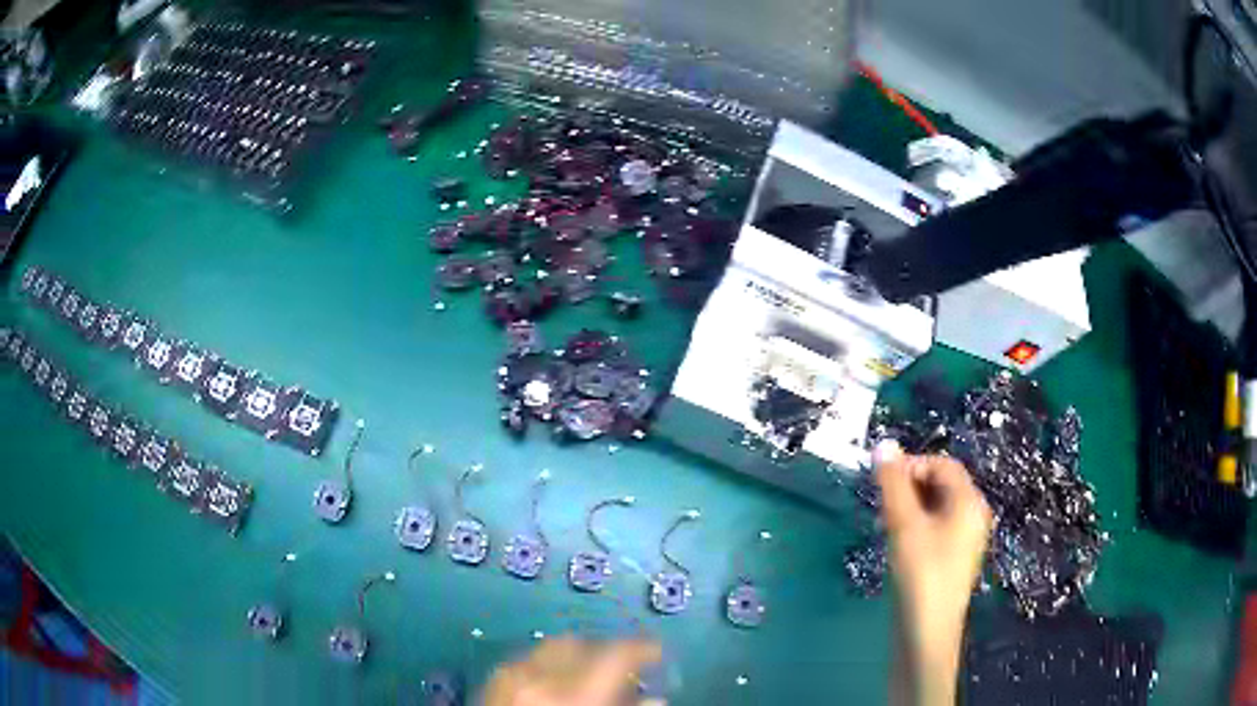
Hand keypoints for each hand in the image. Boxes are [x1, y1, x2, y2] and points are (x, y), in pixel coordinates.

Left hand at [483, 637, 662, 705]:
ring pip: (549, 649)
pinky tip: (551, 689)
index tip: (656, 653)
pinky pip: (525, 662)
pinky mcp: (490, 683)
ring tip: (586, 680)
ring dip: (573, 658)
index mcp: (574, 695)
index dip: (641, 649)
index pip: (615, 656)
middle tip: (620, 673)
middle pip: (579, 644)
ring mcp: (509, 677)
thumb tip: (655, 700)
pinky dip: (545, 667)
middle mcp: (539, 677)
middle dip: (602, 653)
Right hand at [875, 441, 992, 705]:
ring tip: (885, 524)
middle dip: (909, 486)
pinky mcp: (953, 557)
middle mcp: (972, 515)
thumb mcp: (904, 525)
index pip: (942, 464)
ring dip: (909, 507)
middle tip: (881, 504)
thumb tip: (883, 445)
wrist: (927, 631)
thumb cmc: (921, 574)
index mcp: (969, 502)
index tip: (881, 481)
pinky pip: (936, 527)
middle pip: (941, 484)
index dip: (911, 464)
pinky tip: (897, 543)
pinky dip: (915, 525)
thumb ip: (893, 484)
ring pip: (936, 507)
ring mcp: (964, 538)